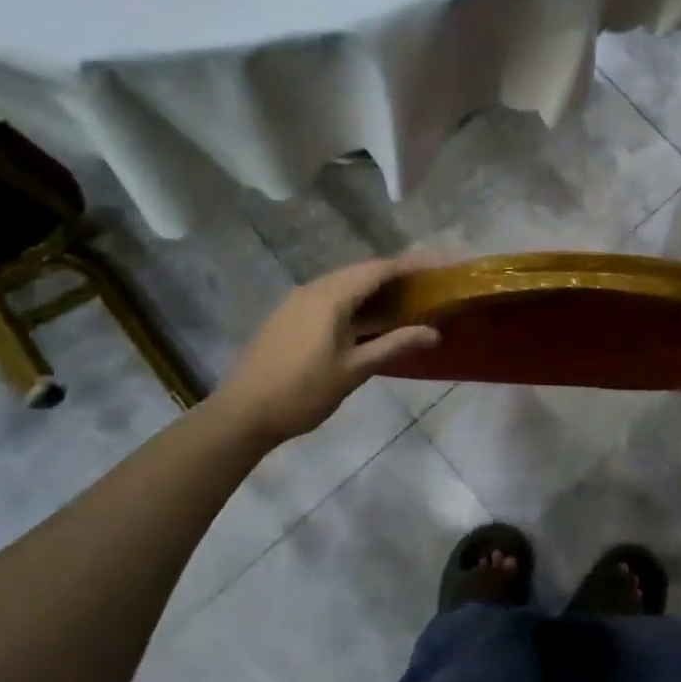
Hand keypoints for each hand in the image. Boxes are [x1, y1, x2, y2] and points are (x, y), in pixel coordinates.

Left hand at [213, 257, 439, 444]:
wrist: (241, 415)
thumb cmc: (303, 392)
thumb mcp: (354, 370)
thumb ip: (395, 345)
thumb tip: (434, 332)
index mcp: (331, 296)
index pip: (379, 269)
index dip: (412, 266)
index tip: (439, 268)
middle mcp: (313, 288)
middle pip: (362, 271)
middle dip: (396, 276)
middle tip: (427, 286)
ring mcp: (297, 301)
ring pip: (344, 283)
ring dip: (374, 289)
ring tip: (404, 303)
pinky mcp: (288, 316)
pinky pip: (330, 296)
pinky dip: (355, 301)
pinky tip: (368, 320)